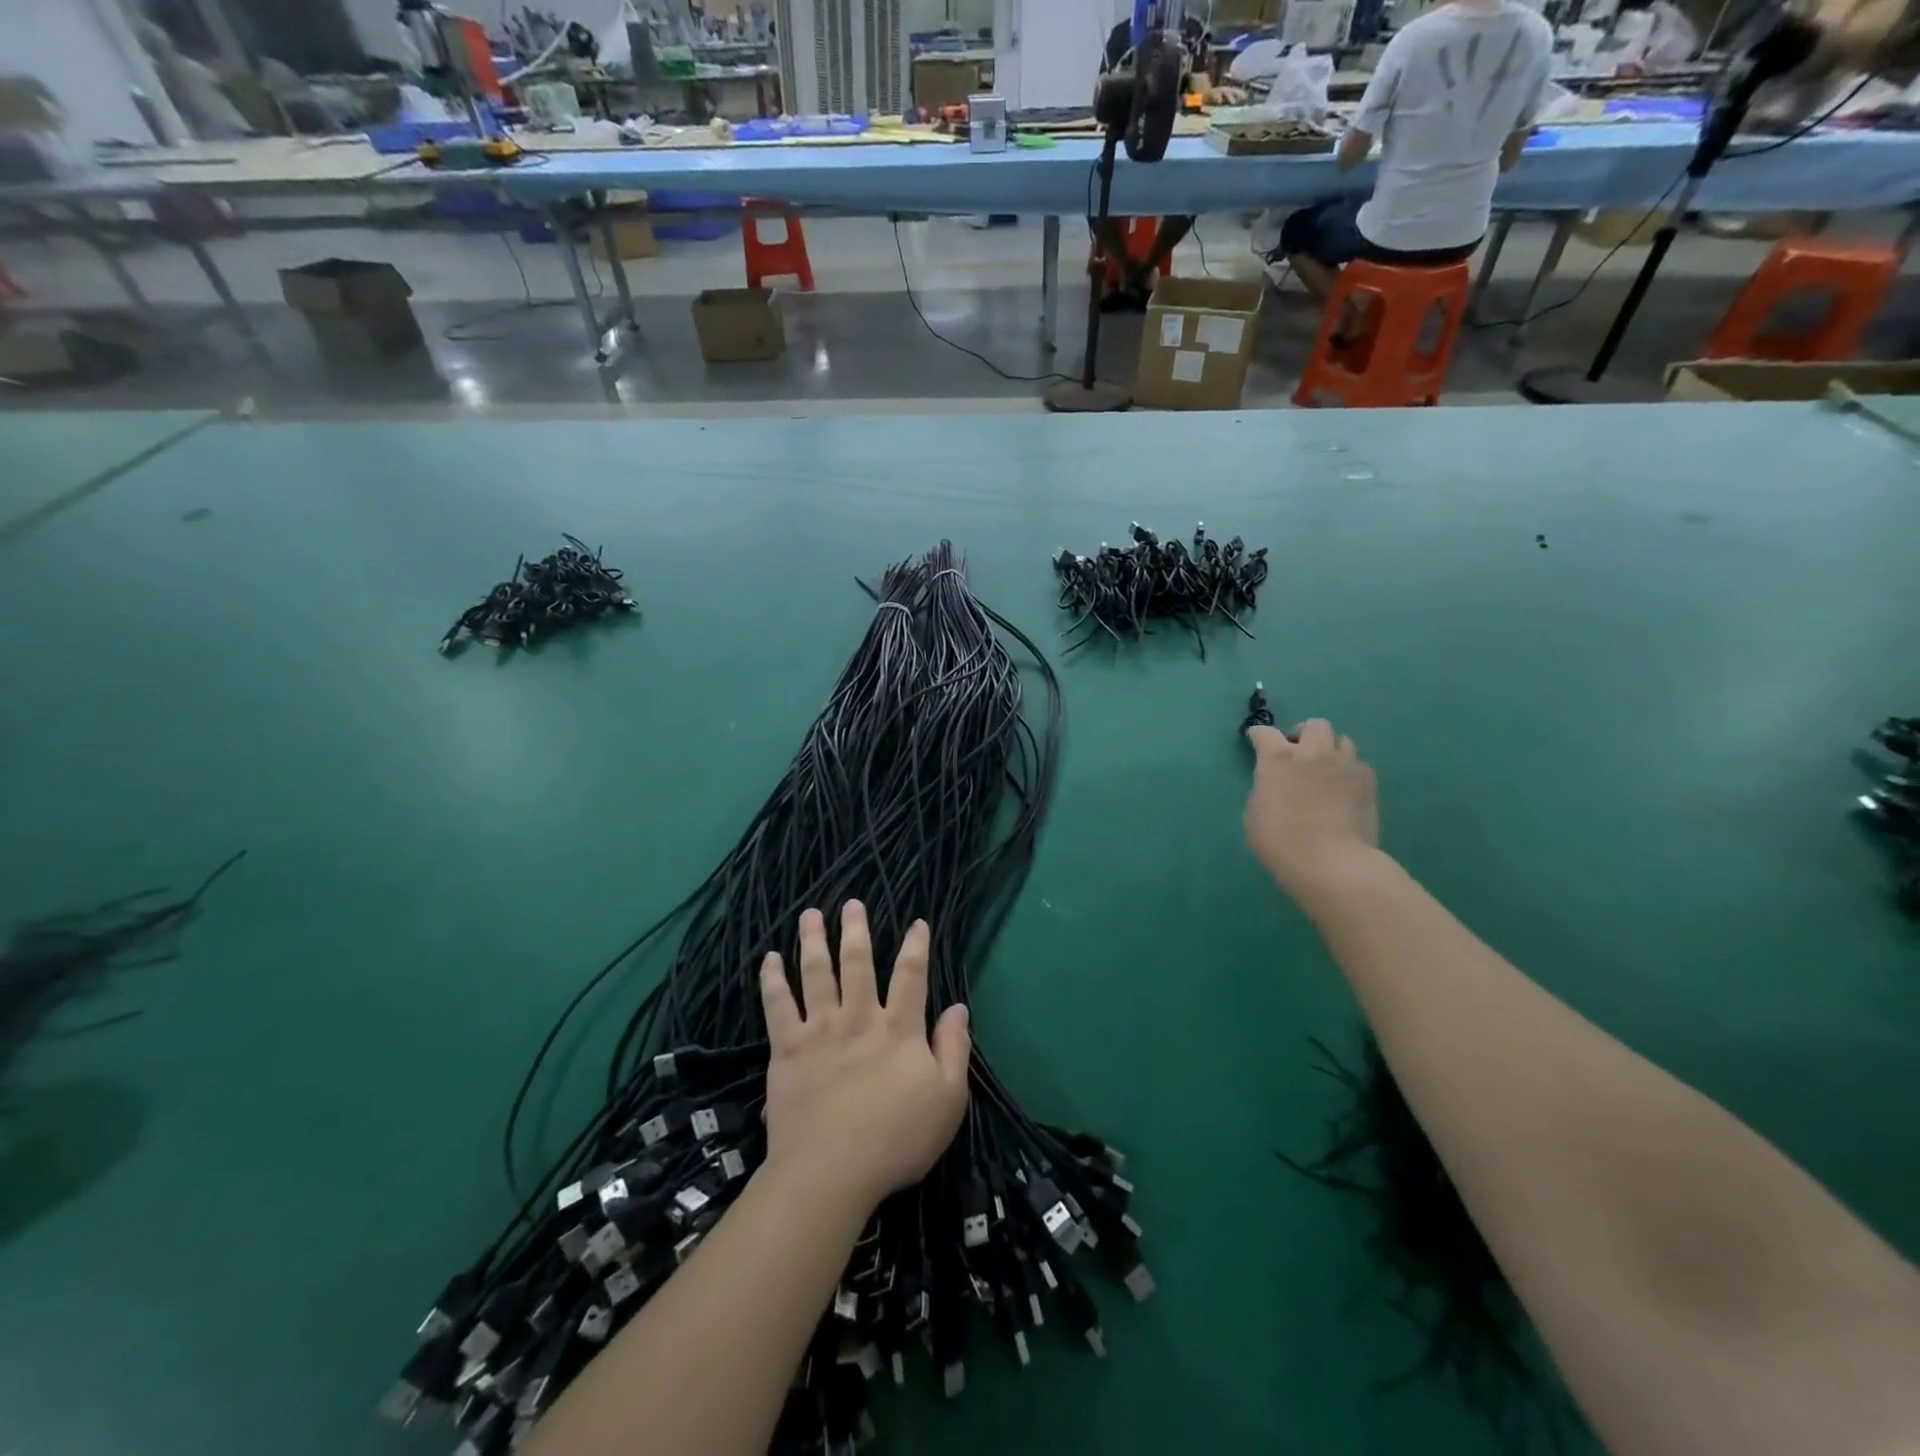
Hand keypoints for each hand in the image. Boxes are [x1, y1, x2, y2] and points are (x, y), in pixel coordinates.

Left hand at [759, 902, 970, 1210]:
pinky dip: (773, 980)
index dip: (916, 947)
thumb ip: (954, 1048)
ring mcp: (820, 1030)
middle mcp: (859, 1018)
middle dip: (856, 930)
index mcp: (899, 1029)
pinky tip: (770, 959)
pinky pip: (778, 1006)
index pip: (911, 976)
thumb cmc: (897, 1139)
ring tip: (810, 914)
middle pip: (858, 963)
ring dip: (813, 941)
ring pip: (816, 974)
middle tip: (851, 903)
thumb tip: (958, 1007)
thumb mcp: (948, 1099)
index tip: (917, 922)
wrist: (831, 1172)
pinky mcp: (787, 1049)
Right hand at [1245, 720, 1379, 901]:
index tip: (1256, 742)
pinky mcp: (1368, 781)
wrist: (1330, 862)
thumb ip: (1264, 790)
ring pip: (1342, 739)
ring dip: (1330, 749)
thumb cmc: (1280, 842)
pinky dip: (1349, 770)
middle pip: (1314, 725)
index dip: (1258, 736)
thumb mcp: (1254, 815)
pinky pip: (1358, 763)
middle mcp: (1312, 753)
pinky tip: (1344, 788)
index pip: (1264, 732)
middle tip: (1299, 753)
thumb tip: (1275, 785)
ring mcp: (1344, 764)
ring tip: (1326, 768)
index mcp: (1277, 759)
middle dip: (1304, 734)